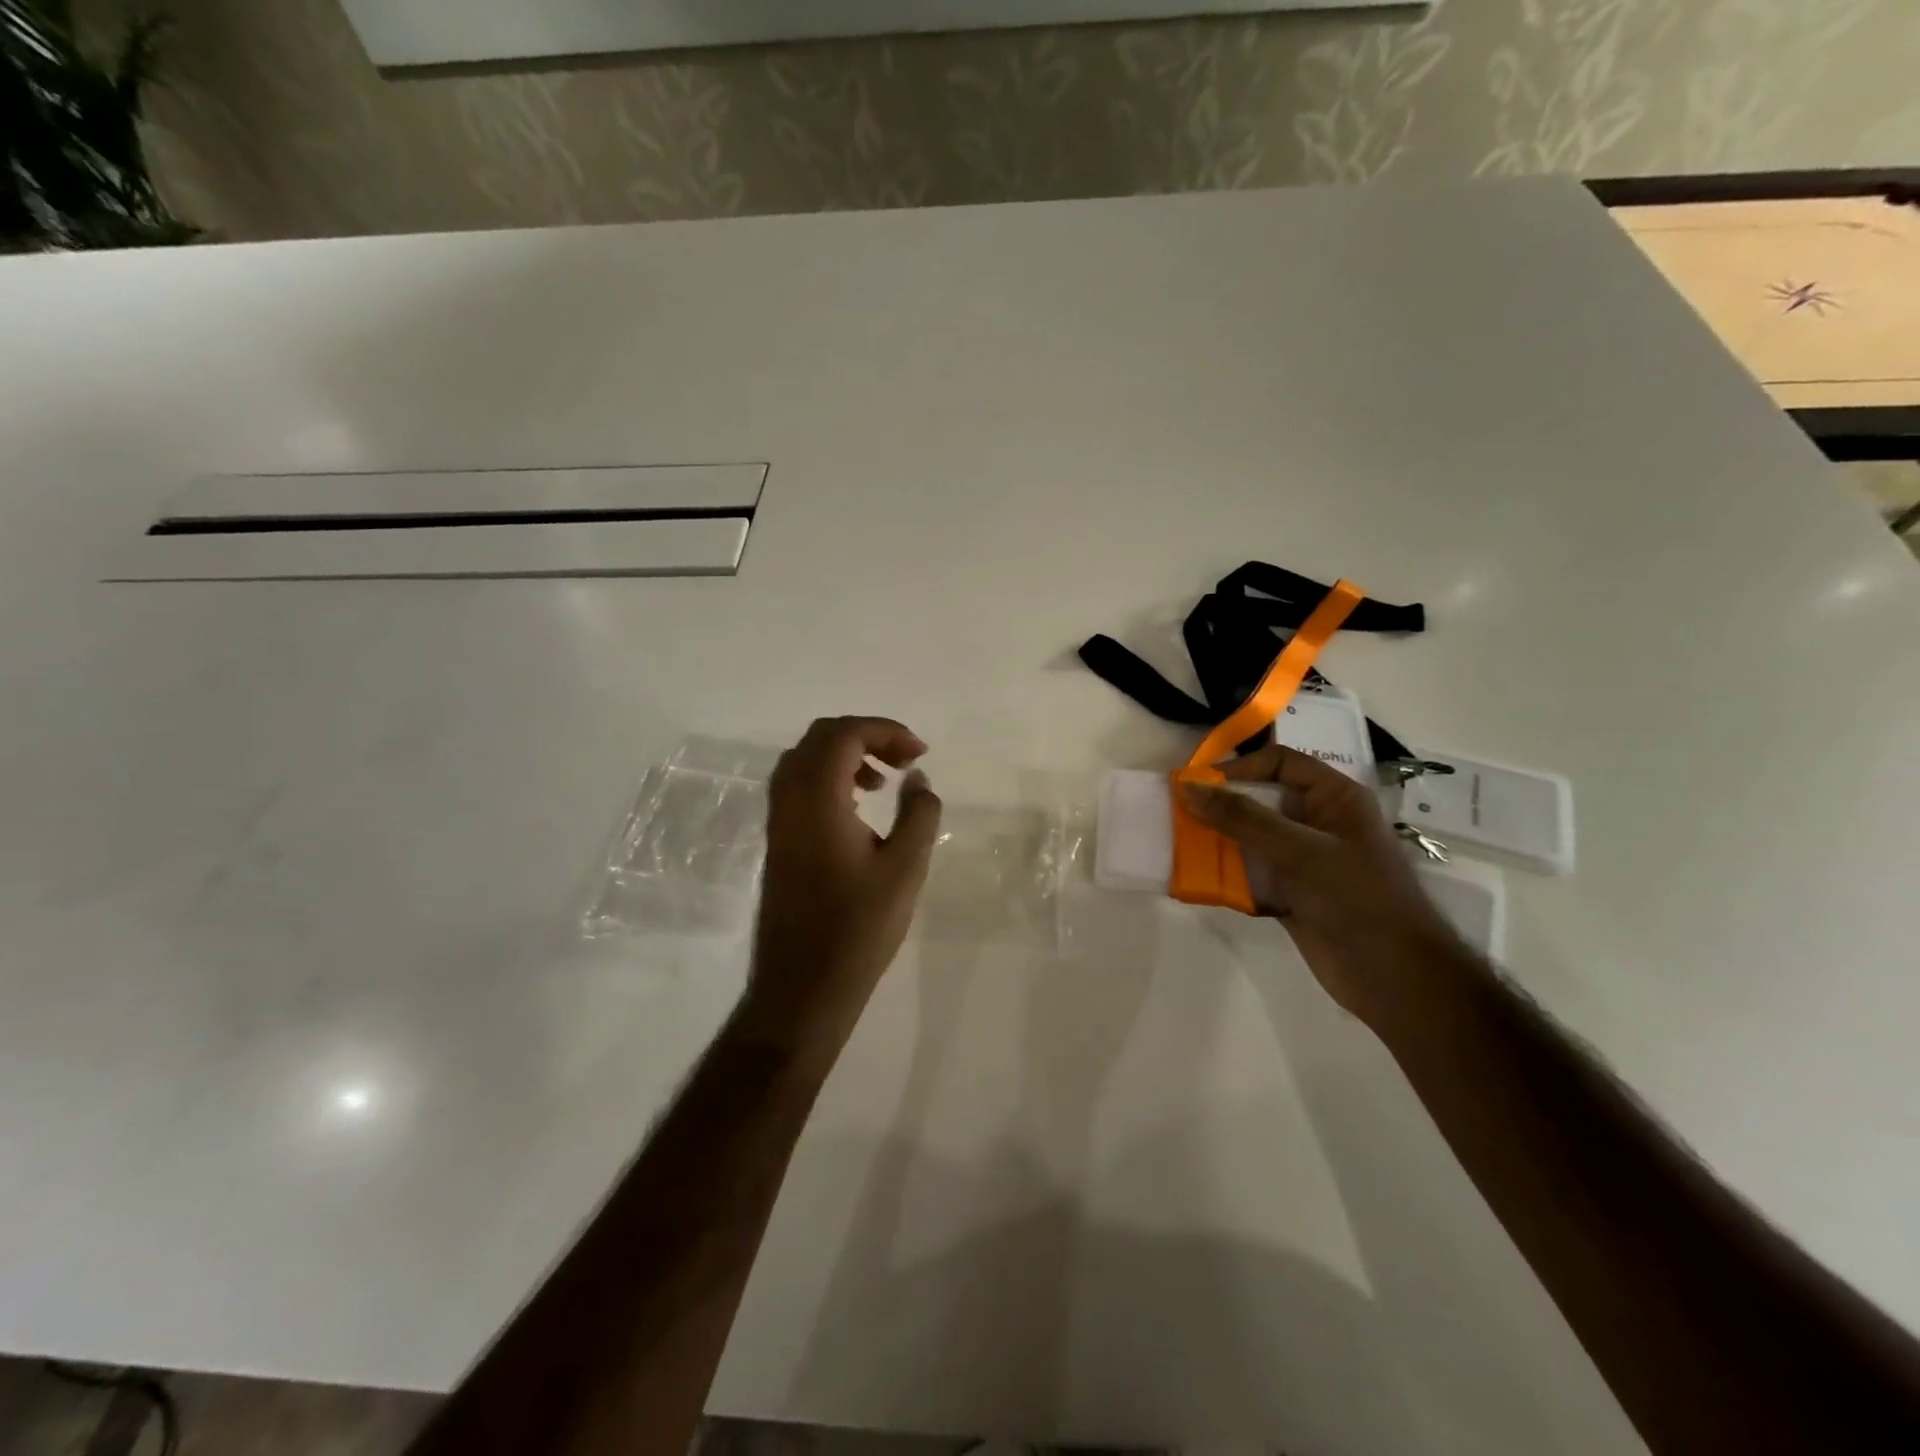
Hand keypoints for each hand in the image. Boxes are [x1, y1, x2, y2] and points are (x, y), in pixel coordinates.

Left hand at [747, 717, 942, 1043]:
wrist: (803, 986)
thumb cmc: (858, 928)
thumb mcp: (905, 869)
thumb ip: (919, 814)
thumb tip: (919, 779)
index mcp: (817, 799)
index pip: (845, 734)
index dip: (885, 731)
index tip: (920, 754)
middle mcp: (789, 799)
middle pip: (821, 737)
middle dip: (866, 736)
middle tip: (905, 760)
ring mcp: (778, 820)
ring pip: (805, 759)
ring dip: (846, 756)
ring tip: (884, 781)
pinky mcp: (778, 841)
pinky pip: (799, 785)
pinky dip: (830, 778)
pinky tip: (859, 808)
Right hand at [1180, 745, 1470, 1028]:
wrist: (1394, 978)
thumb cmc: (1356, 898)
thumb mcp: (1299, 851)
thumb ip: (1242, 818)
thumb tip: (1189, 788)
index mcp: (1335, 799)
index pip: (1281, 763)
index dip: (1240, 768)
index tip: (1199, 785)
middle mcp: (1318, 824)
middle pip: (1260, 801)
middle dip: (1220, 808)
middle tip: (1179, 814)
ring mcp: (1304, 862)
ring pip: (1250, 840)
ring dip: (1218, 843)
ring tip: (1180, 846)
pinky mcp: (1291, 895)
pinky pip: (1250, 876)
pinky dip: (1225, 877)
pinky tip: (1197, 881)